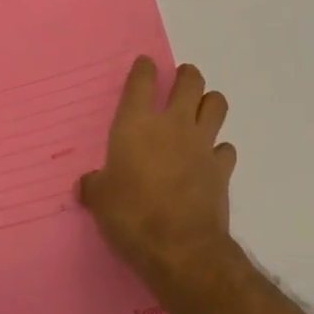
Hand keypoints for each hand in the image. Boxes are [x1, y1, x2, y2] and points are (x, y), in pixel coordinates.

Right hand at [79, 58, 237, 290]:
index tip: (145, 65)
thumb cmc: (132, 216)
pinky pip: (226, 148)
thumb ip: (94, 185)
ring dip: (210, 103)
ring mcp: (202, 144)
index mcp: (136, 124)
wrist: (180, 247)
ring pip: (217, 104)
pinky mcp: (222, 168)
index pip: (142, 80)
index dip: (144, 68)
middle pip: (190, 81)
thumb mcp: (99, 200)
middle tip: (181, 81)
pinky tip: (210, 159)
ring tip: (201, 111)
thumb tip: (86, 184)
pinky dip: (220, 150)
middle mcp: (173, 124)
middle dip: (187, 76)